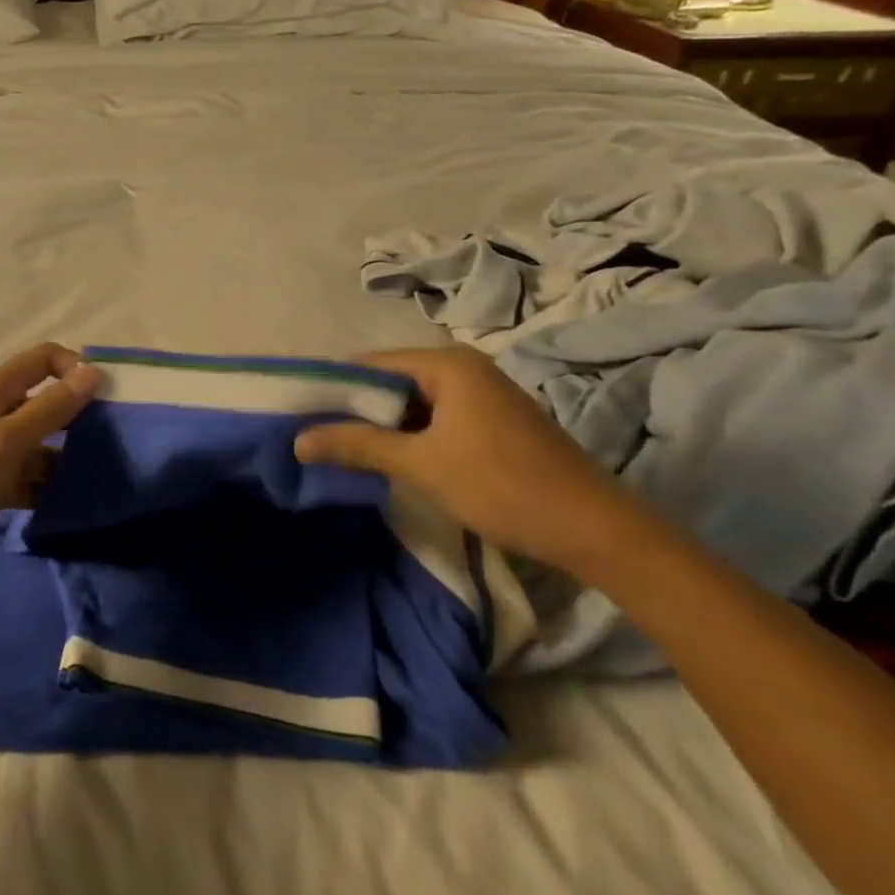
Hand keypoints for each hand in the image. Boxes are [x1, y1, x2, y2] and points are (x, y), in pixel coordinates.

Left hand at [0, 343, 100, 595]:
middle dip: (78, 415)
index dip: (75, 370)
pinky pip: (32, 476)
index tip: (107, 399)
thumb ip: (51, 407)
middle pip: (46, 400)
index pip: (44, 359)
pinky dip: (49, 485)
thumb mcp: (8, 440)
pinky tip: (72, 500)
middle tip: (113, 439)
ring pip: (43, 442)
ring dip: (67, 455)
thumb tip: (92, 372)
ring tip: (99, 474)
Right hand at [295, 346, 638, 576]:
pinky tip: (391, 460)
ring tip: (343, 450)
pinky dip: (411, 435)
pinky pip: (436, 418)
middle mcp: (464, 367)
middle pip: (391, 381)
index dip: (333, 388)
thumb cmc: (502, 486)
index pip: (370, 364)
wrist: (597, 531)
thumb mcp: (421, 465)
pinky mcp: (493, 422)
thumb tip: (297, 440)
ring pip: (414, 402)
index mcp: (447, 363)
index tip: (300, 414)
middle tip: (317, 437)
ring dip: (383, 426)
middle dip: (356, 409)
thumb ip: (357, 445)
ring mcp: (482, 395)